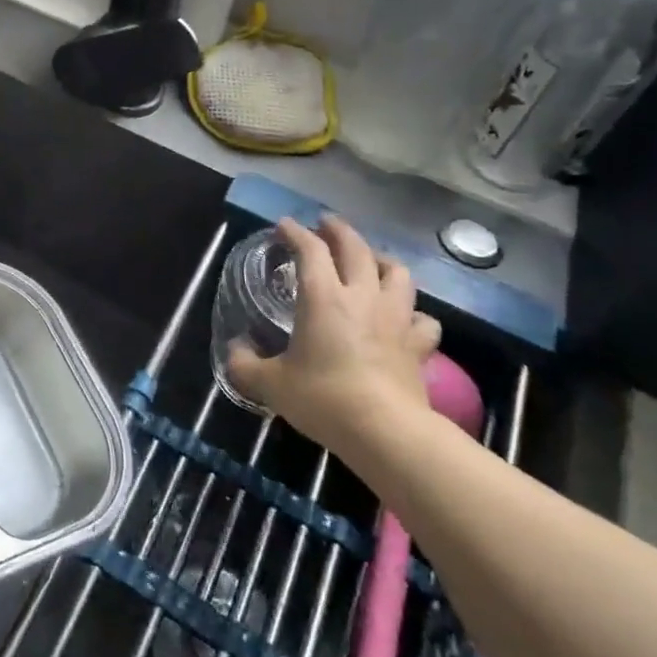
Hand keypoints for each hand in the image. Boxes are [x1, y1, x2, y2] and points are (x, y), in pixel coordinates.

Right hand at [228, 216, 440, 452]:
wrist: (385, 432)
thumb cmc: (324, 399)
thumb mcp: (271, 384)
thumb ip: (245, 364)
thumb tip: (234, 350)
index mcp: (323, 297)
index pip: (310, 250)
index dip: (296, 232)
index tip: (285, 225)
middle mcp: (362, 297)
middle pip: (357, 248)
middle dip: (339, 231)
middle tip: (326, 224)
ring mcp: (395, 319)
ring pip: (397, 273)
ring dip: (381, 260)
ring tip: (370, 261)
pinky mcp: (418, 345)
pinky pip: (422, 318)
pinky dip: (412, 312)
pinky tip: (403, 317)